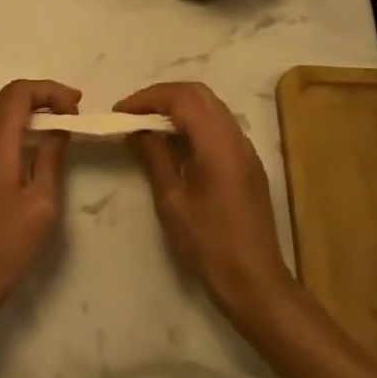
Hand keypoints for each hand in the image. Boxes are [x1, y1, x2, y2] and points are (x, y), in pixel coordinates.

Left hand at [0, 80, 79, 318]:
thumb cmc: (6, 242)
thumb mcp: (42, 201)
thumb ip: (50, 158)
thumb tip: (59, 130)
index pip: (18, 92)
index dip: (49, 90)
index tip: (76, 106)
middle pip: (10, 98)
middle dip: (44, 96)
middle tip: (75, 111)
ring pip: (6, 116)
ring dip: (35, 113)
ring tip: (66, 126)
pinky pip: (3, 135)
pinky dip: (26, 130)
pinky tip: (45, 149)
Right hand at [115, 83, 294, 323]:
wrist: (256, 283)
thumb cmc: (209, 244)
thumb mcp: (171, 201)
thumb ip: (154, 156)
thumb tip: (136, 129)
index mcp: (217, 142)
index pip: (180, 98)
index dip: (147, 98)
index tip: (120, 111)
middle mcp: (235, 136)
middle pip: (198, 94)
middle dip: (163, 95)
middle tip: (134, 112)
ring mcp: (245, 149)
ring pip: (211, 106)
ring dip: (179, 106)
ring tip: (149, 123)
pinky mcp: (248, 163)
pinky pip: (219, 124)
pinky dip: (194, 121)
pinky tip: (175, 141)